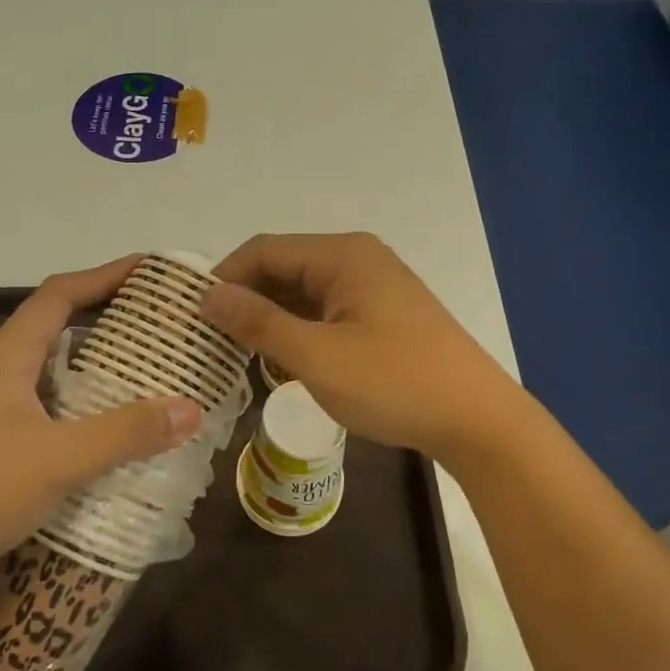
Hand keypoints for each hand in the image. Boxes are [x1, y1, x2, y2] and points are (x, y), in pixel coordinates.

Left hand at [0, 257, 201, 590]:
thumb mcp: (58, 459)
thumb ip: (124, 433)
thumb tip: (191, 408)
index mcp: (8, 356)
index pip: (59, 295)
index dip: (104, 276)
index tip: (148, 272)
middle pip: (56, 328)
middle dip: (106, 321)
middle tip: (157, 329)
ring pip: (49, 372)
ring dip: (92, 368)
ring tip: (142, 376)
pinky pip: (43, 406)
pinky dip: (77, 406)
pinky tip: (101, 432)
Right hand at [203, 233, 531, 467]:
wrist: (477, 420)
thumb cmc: (394, 384)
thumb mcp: (317, 356)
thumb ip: (259, 322)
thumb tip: (208, 295)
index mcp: (342, 255)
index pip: (264, 250)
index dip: (224, 278)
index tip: (192, 316)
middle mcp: (358, 259)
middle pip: (284, 267)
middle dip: (246, 299)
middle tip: (210, 339)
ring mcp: (374, 287)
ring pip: (304, 292)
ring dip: (271, 317)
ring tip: (237, 353)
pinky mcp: (383, 314)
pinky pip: (327, 311)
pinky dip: (299, 329)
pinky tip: (282, 359)